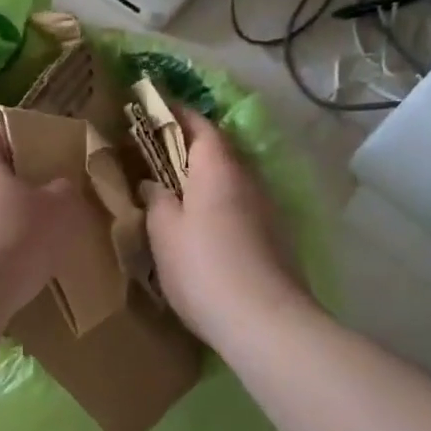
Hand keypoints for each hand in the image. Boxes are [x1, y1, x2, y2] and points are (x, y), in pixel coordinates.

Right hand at [142, 109, 310, 347]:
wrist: (265, 322)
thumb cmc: (203, 268)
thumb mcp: (164, 232)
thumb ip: (156, 199)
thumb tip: (154, 183)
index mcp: (218, 168)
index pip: (200, 125)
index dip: (177, 114)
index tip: (154, 108)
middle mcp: (249, 179)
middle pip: (220, 150)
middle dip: (191, 146)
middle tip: (159, 152)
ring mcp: (268, 208)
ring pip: (233, 179)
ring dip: (207, 177)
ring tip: (178, 190)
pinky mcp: (276, 236)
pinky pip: (242, 204)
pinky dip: (221, 203)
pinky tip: (205, 226)